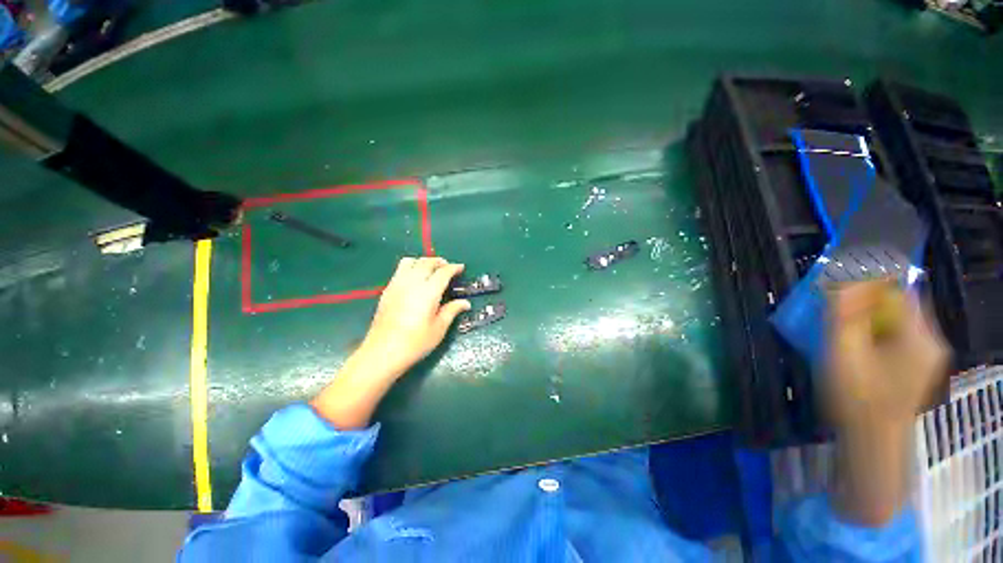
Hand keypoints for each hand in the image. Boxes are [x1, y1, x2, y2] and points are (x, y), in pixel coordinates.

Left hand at [360, 257, 471, 376]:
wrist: (383, 352)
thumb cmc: (416, 342)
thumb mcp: (439, 328)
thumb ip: (452, 311)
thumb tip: (465, 303)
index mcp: (428, 292)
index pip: (443, 272)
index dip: (454, 268)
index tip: (461, 268)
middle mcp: (412, 283)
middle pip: (426, 262)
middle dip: (439, 262)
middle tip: (448, 267)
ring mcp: (397, 284)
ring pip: (410, 261)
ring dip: (423, 261)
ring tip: (431, 269)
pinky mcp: (387, 290)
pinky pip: (400, 270)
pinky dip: (411, 267)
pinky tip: (415, 279)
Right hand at [824, 280, 949, 431]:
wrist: (872, 443)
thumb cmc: (856, 397)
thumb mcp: (842, 352)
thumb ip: (843, 315)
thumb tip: (842, 281)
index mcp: (918, 335)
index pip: (898, 289)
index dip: (867, 282)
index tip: (838, 287)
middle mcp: (929, 340)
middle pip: (898, 303)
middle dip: (864, 301)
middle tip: (833, 308)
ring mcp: (925, 355)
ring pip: (896, 319)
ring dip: (867, 316)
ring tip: (839, 326)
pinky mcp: (915, 366)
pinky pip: (896, 335)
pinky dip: (874, 331)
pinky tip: (854, 344)